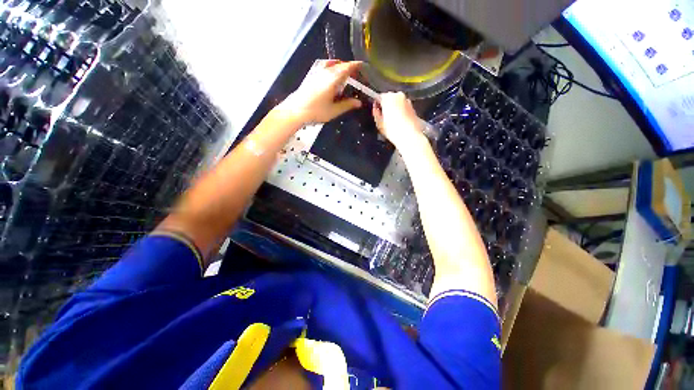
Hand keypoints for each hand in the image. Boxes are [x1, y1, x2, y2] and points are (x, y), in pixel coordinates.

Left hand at [276, 60, 362, 124]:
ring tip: (344, 73)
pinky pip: (323, 66)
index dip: (355, 65)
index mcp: (333, 79)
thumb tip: (359, 102)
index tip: (362, 65)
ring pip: (331, 64)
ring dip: (339, 66)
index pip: (347, 68)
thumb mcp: (334, 110)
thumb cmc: (316, 111)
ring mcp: (316, 72)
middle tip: (355, 73)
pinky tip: (330, 74)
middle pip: (339, 65)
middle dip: (348, 67)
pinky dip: (330, 67)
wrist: (296, 110)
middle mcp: (325, 72)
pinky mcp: (311, 76)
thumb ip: (347, 105)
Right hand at [372, 92, 425, 149]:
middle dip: (387, 106)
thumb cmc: (393, 130)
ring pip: (398, 103)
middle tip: (384, 117)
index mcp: (389, 97)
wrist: (409, 136)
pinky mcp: (413, 108)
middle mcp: (399, 96)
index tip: (376, 110)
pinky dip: (401, 112)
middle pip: (390, 98)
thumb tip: (375, 110)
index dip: (378, 104)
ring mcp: (407, 101)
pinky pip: (404, 108)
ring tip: (392, 121)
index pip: (380, 97)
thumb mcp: (379, 123)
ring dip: (395, 109)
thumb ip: (376, 114)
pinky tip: (399, 122)